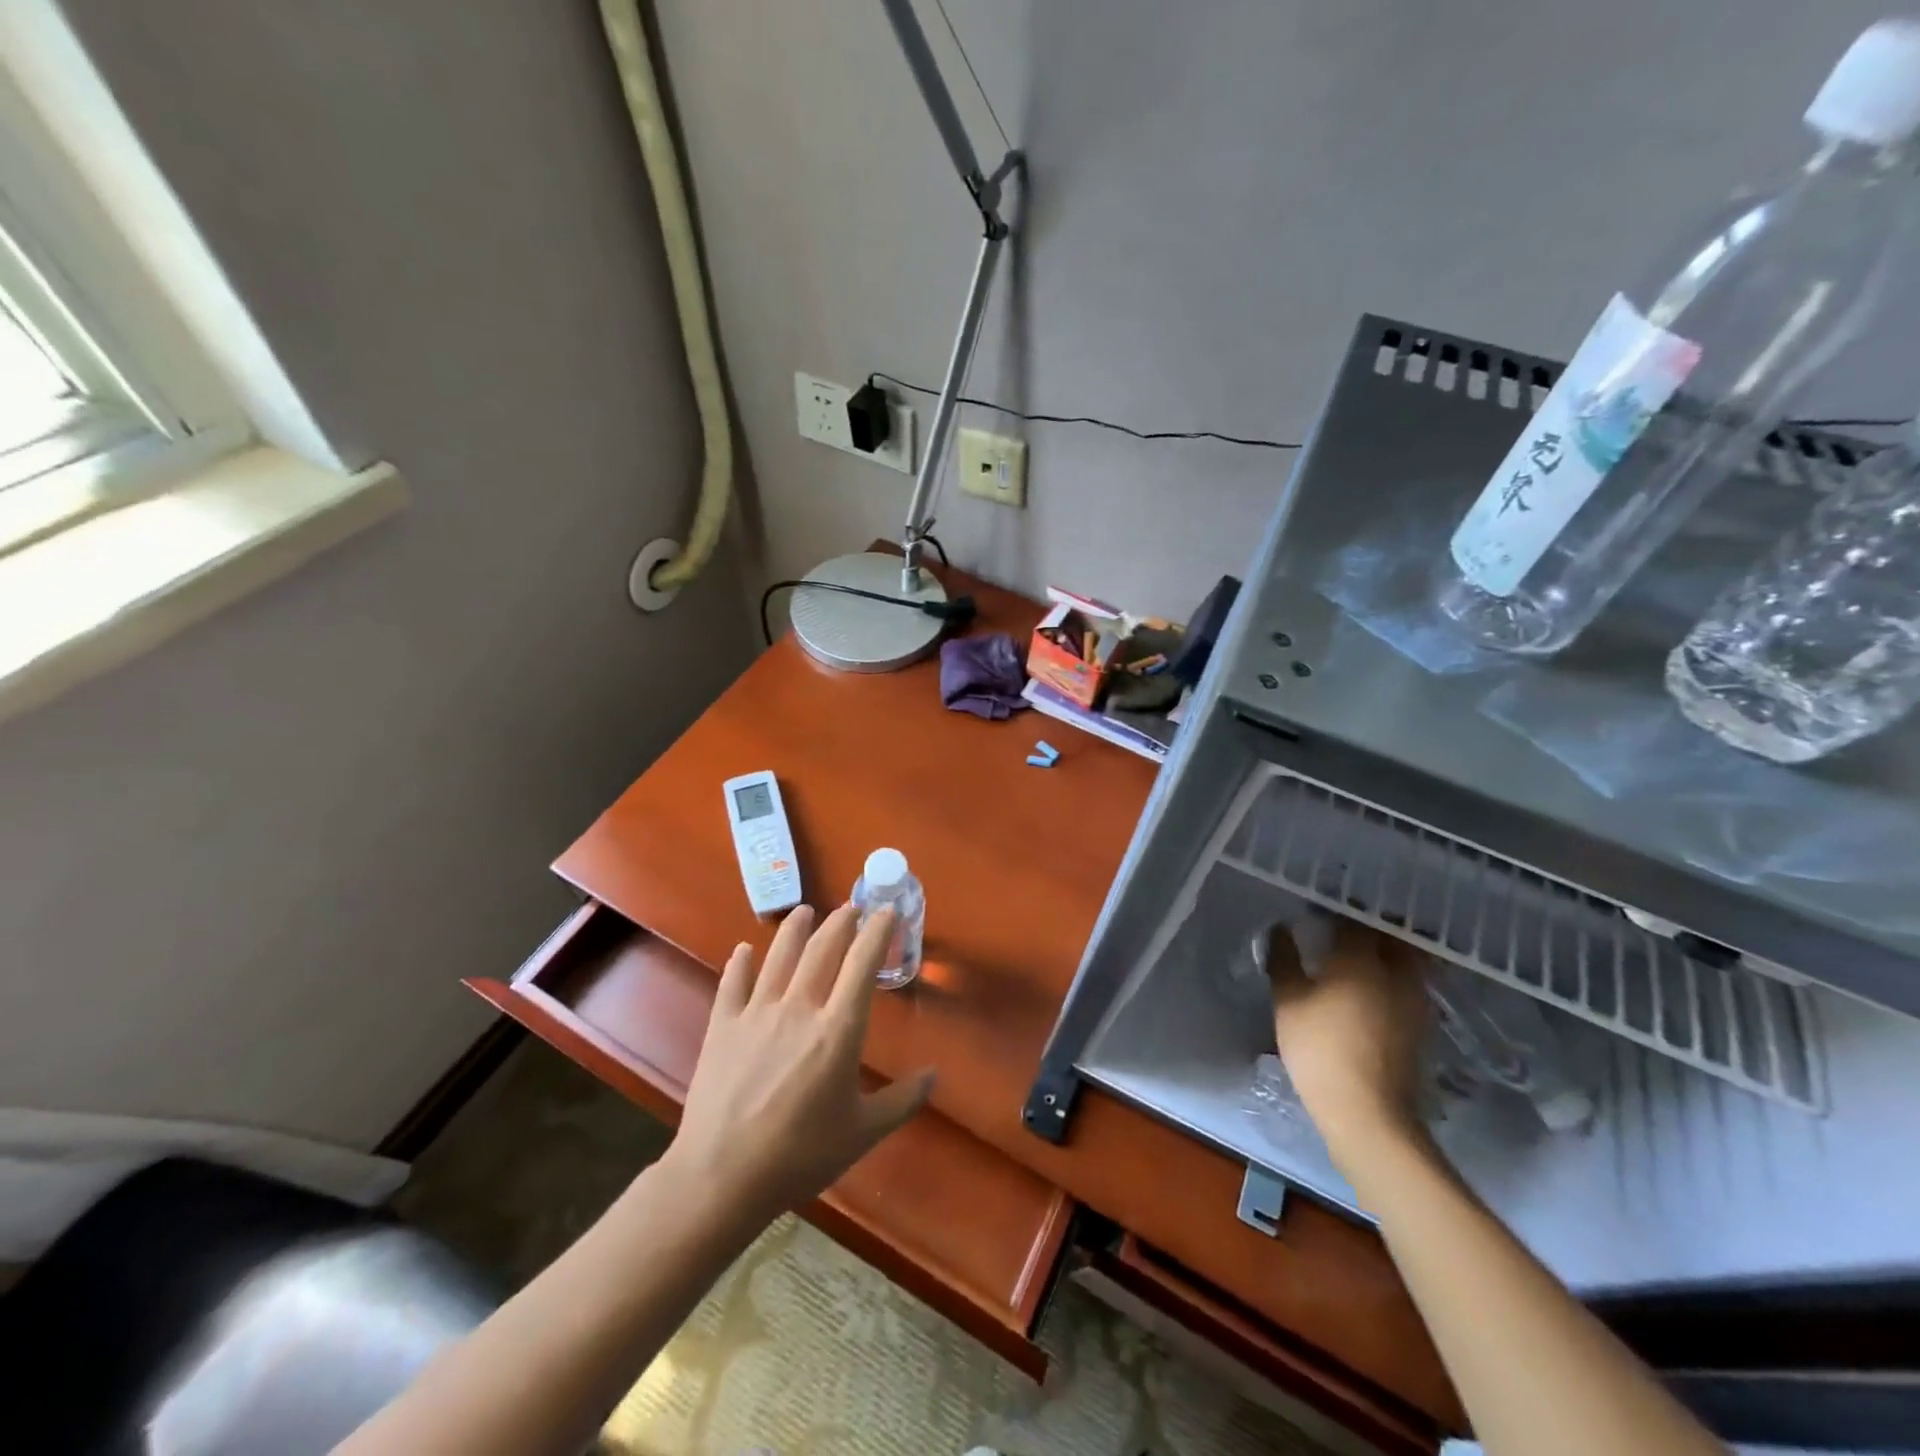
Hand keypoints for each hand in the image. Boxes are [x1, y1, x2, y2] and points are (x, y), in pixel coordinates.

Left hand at [669, 904, 935, 1222]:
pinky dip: (740, 964)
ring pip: (779, 957)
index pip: (862, 965)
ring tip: (804, 910)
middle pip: (822, 950)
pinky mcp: (722, 1027)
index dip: (877, 933)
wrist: (722, 1178)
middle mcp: (799, 1009)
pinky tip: (744, 950)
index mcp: (837, 1030)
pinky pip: (733, 984)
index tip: (887, 911)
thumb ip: (902, 1100)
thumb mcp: (862, 1133)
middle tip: (851, 907)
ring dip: (795, 929)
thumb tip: (934, 1075)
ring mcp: (756, 1014)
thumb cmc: (800, 1156)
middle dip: (840, 922)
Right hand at [1268, 917, 1430, 1169]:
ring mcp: (1415, 1000)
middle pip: (1390, 937)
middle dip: (1370, 929)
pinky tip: (1371, 989)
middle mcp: (1396, 971)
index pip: (1354, 921)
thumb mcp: (1288, 1001)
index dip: (1336, 913)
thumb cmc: (1319, 1048)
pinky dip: (1393, 978)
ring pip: (1406, 961)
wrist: (1368, 1112)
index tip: (1318, 914)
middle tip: (1344, 931)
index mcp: (1361, 958)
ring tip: (1358, 958)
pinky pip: (1409, 985)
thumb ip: (1284, 960)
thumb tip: (1281, 930)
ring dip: (1386, 953)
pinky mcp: (1421, 1025)